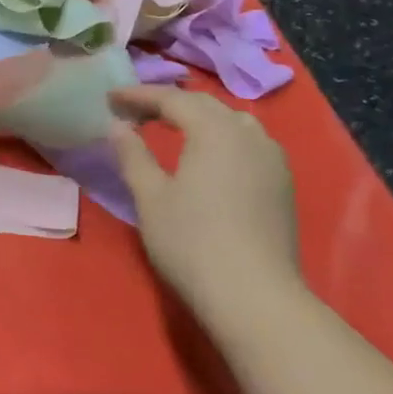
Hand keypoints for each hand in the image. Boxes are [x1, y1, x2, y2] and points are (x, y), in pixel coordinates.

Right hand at [107, 87, 303, 331]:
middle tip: (135, 112)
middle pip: (205, 105)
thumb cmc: (192, 242)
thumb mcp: (150, 196)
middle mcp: (248, 135)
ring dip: (200, 117)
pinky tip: (209, 156)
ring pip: (233, 122)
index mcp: (215, 131)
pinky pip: (249, 143)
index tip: (110, 99)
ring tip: (173, 127)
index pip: (172, 99)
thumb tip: (119, 126)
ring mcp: (272, 160)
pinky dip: (222, 137)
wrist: (254, 298)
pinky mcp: (282, 185)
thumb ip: (133, 155)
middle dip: (168, 103)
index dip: (138, 95)